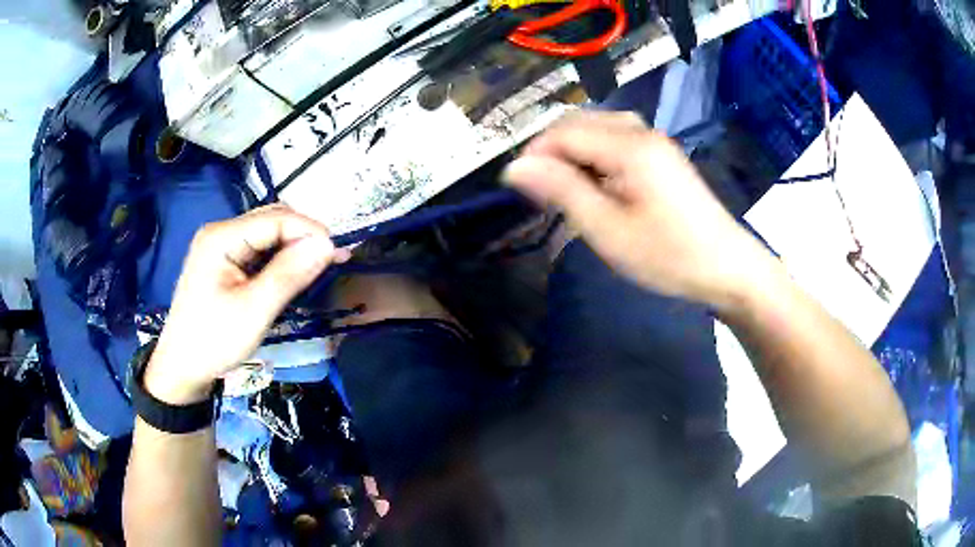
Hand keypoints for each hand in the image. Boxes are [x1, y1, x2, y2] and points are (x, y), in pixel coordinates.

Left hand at [145, 205, 349, 403]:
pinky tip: (293, 273)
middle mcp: (220, 232)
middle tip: (332, 262)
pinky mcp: (223, 262)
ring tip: (318, 268)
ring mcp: (220, 246)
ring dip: (293, 248)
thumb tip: (327, 244)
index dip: (310, 231)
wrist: (181, 368)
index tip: (339, 255)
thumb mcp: (253, 311)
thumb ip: (288, 274)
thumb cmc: (214, 341)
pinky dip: (279, 259)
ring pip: (267, 235)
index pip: (276, 219)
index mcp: (221, 237)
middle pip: (271, 220)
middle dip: (303, 237)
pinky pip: (258, 251)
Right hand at [503, 112, 772, 307]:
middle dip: (552, 152)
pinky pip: (617, 140)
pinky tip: (596, 184)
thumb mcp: (608, 230)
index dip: (535, 155)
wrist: (727, 268)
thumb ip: (562, 191)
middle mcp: (641, 132)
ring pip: (598, 129)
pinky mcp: (662, 155)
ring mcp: (655, 142)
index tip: (519, 190)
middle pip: (580, 123)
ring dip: (573, 153)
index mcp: (629, 146)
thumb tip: (515, 167)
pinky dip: (595, 156)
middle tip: (541, 194)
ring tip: (565, 190)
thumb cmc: (669, 255)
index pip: (564, 132)